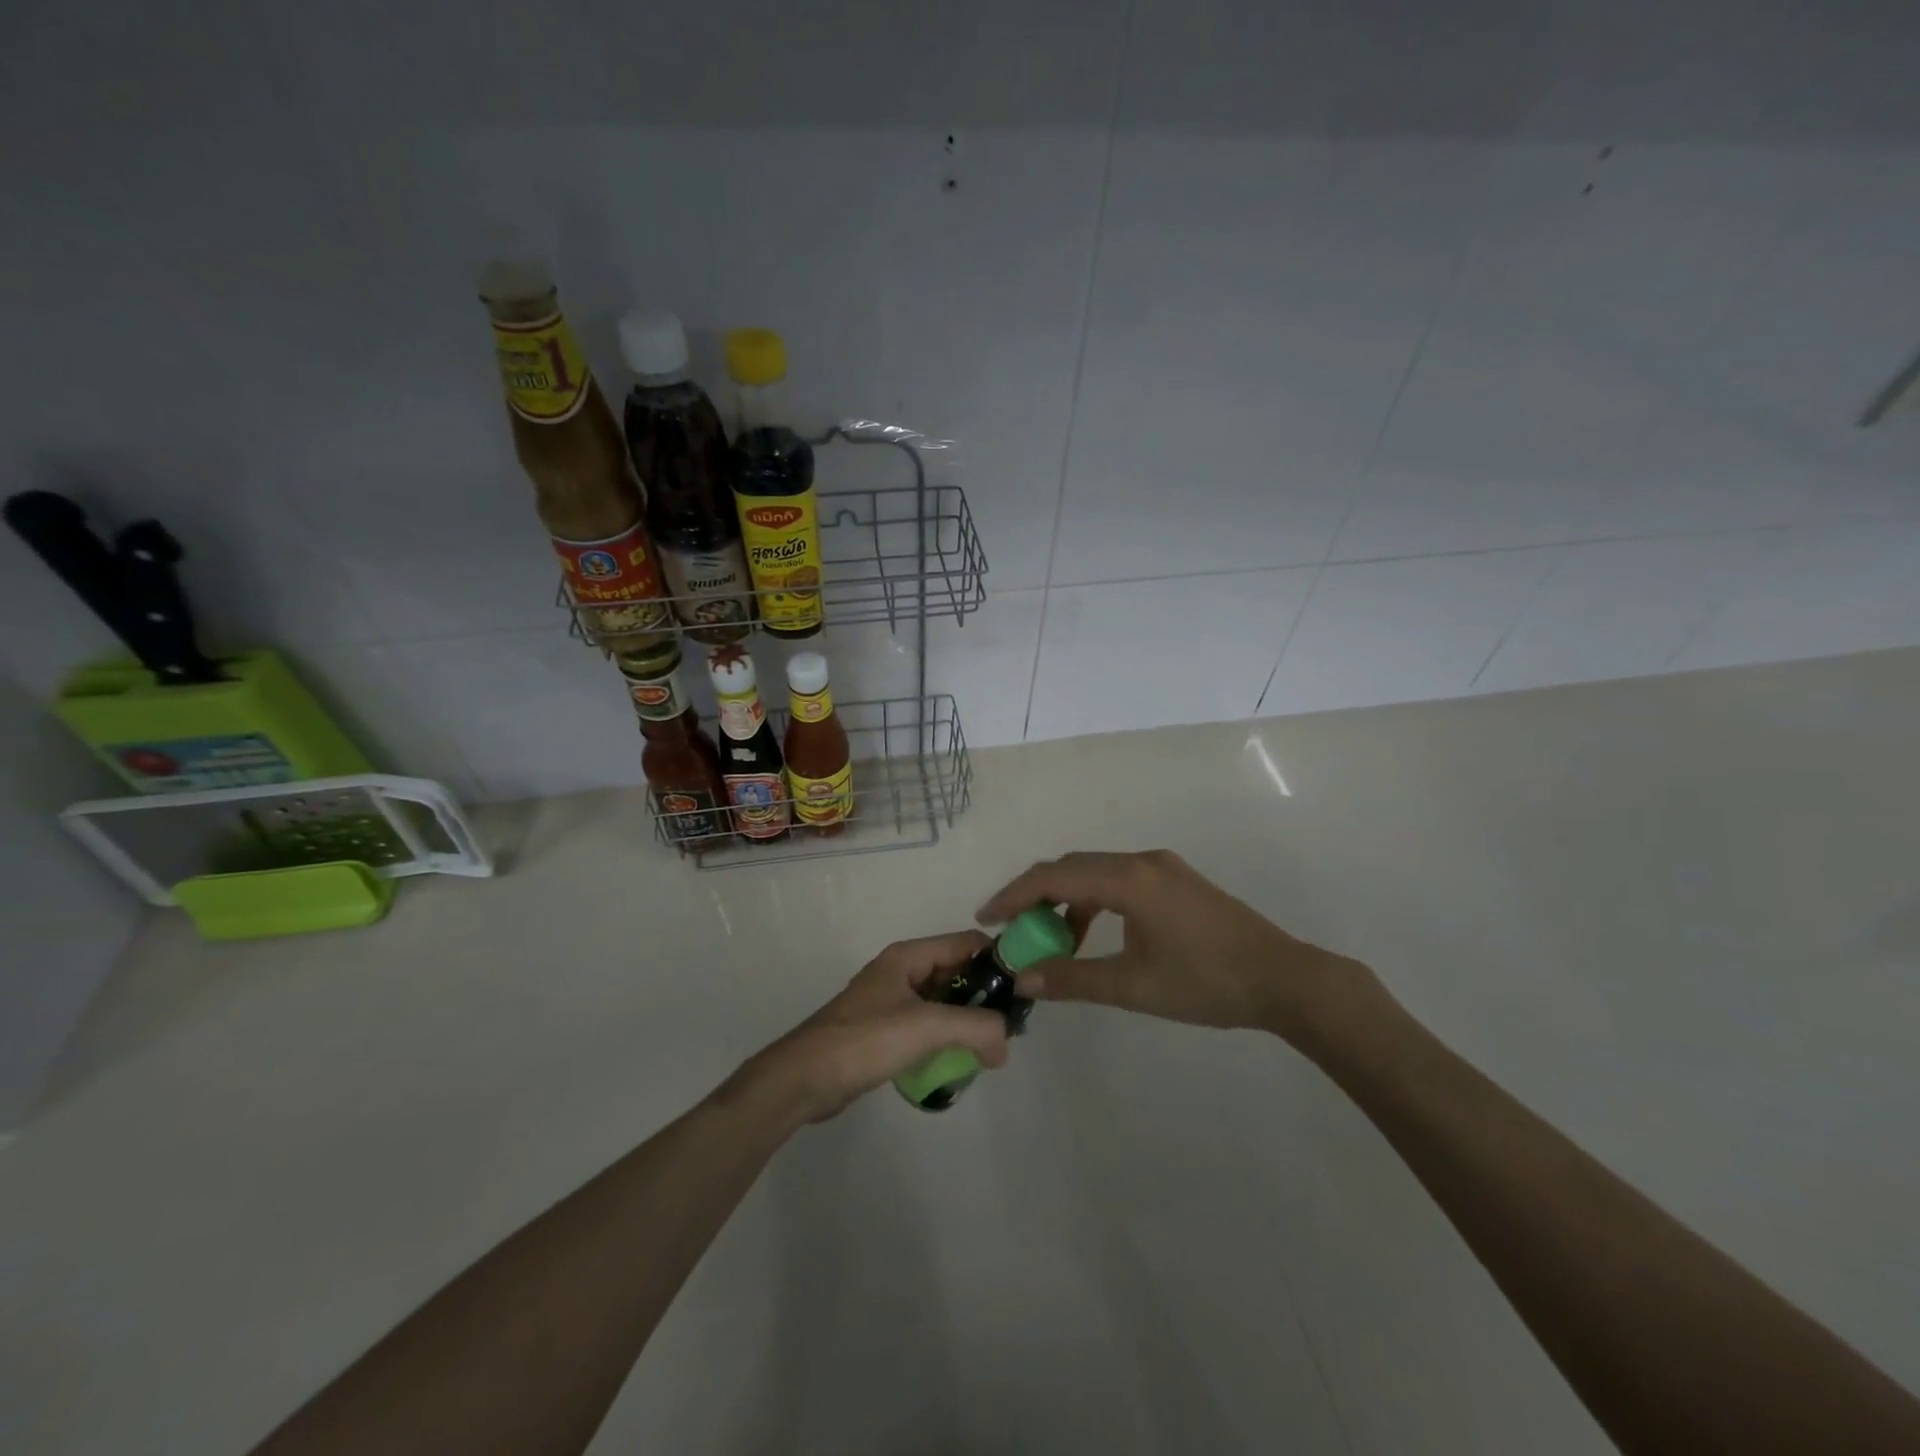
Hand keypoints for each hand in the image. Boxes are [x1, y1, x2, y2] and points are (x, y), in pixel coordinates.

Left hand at [739, 932, 1009, 1123]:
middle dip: (984, 997)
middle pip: (956, 972)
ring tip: (987, 1050)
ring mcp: (890, 1002)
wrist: (804, 1078)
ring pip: (942, 1002)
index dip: (996, 961)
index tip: (1023, 990)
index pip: (965, 943)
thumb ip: (975, 1028)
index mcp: (909, 956)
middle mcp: (901, 971)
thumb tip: (1006, 1043)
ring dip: (965, 1022)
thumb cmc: (865, 1040)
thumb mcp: (927, 1027)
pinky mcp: (883, 1031)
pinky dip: (944, 1039)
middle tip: (1009, 1029)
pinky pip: (926, 1026)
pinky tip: (956, 1063)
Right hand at [978, 850, 1369, 1042]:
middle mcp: (1142, 861)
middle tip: (1011, 929)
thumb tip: (1023, 979)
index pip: (1054, 877)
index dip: (1014, 896)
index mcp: (1129, 879)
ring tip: (1052, 939)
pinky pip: (1120, 880)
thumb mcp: (1133, 986)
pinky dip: (1095, 901)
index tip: (986, 919)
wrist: (1285, 979)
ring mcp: (1163, 867)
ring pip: (1096, 872)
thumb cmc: (1207, 983)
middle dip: (1036, 896)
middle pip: (1072, 867)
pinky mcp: (1177, 880)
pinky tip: (1095, 934)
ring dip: (1067, 900)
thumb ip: (1073, 979)